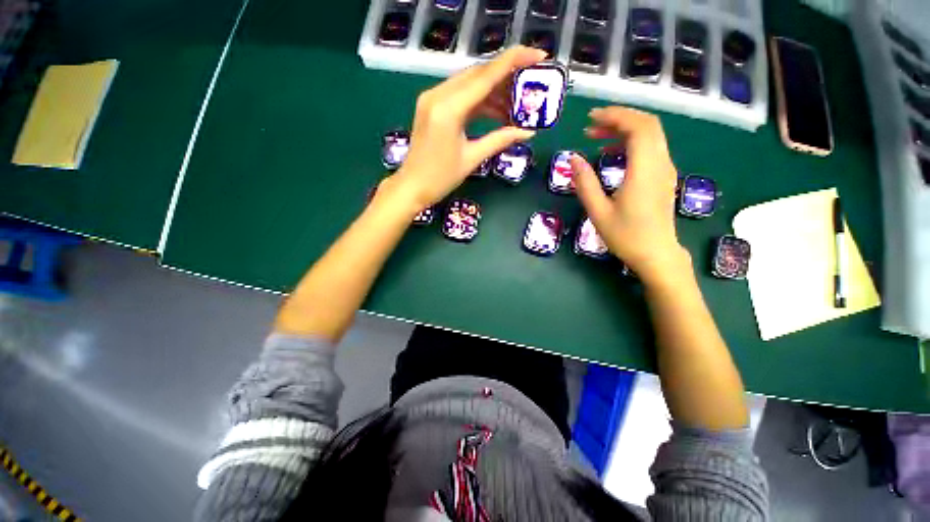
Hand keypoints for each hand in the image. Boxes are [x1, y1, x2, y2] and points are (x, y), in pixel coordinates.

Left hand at [388, 46, 546, 208]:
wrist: (412, 187)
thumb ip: (500, 140)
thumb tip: (528, 132)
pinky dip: (480, 101)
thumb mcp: (472, 158)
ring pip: (470, 83)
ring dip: (494, 91)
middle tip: (530, 84)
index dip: (514, 62)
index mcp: (448, 109)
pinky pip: (460, 95)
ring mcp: (432, 98)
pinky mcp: (432, 106)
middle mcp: (438, 95)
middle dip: (507, 76)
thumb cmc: (440, 178)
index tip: (539, 56)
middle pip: (478, 74)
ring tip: (516, 105)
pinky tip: (496, 111)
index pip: (485, 76)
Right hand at [570, 107, 687, 282]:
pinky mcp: (663, 176)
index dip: (615, 116)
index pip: (638, 127)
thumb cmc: (625, 236)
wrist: (656, 254)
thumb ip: (585, 183)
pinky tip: (612, 154)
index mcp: (644, 170)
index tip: (591, 118)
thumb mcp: (598, 211)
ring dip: (624, 129)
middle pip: (647, 125)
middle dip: (619, 118)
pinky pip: (651, 148)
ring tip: (597, 137)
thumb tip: (572, 158)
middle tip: (591, 126)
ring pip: (651, 135)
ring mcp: (665, 169)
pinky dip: (631, 142)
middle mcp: (660, 163)